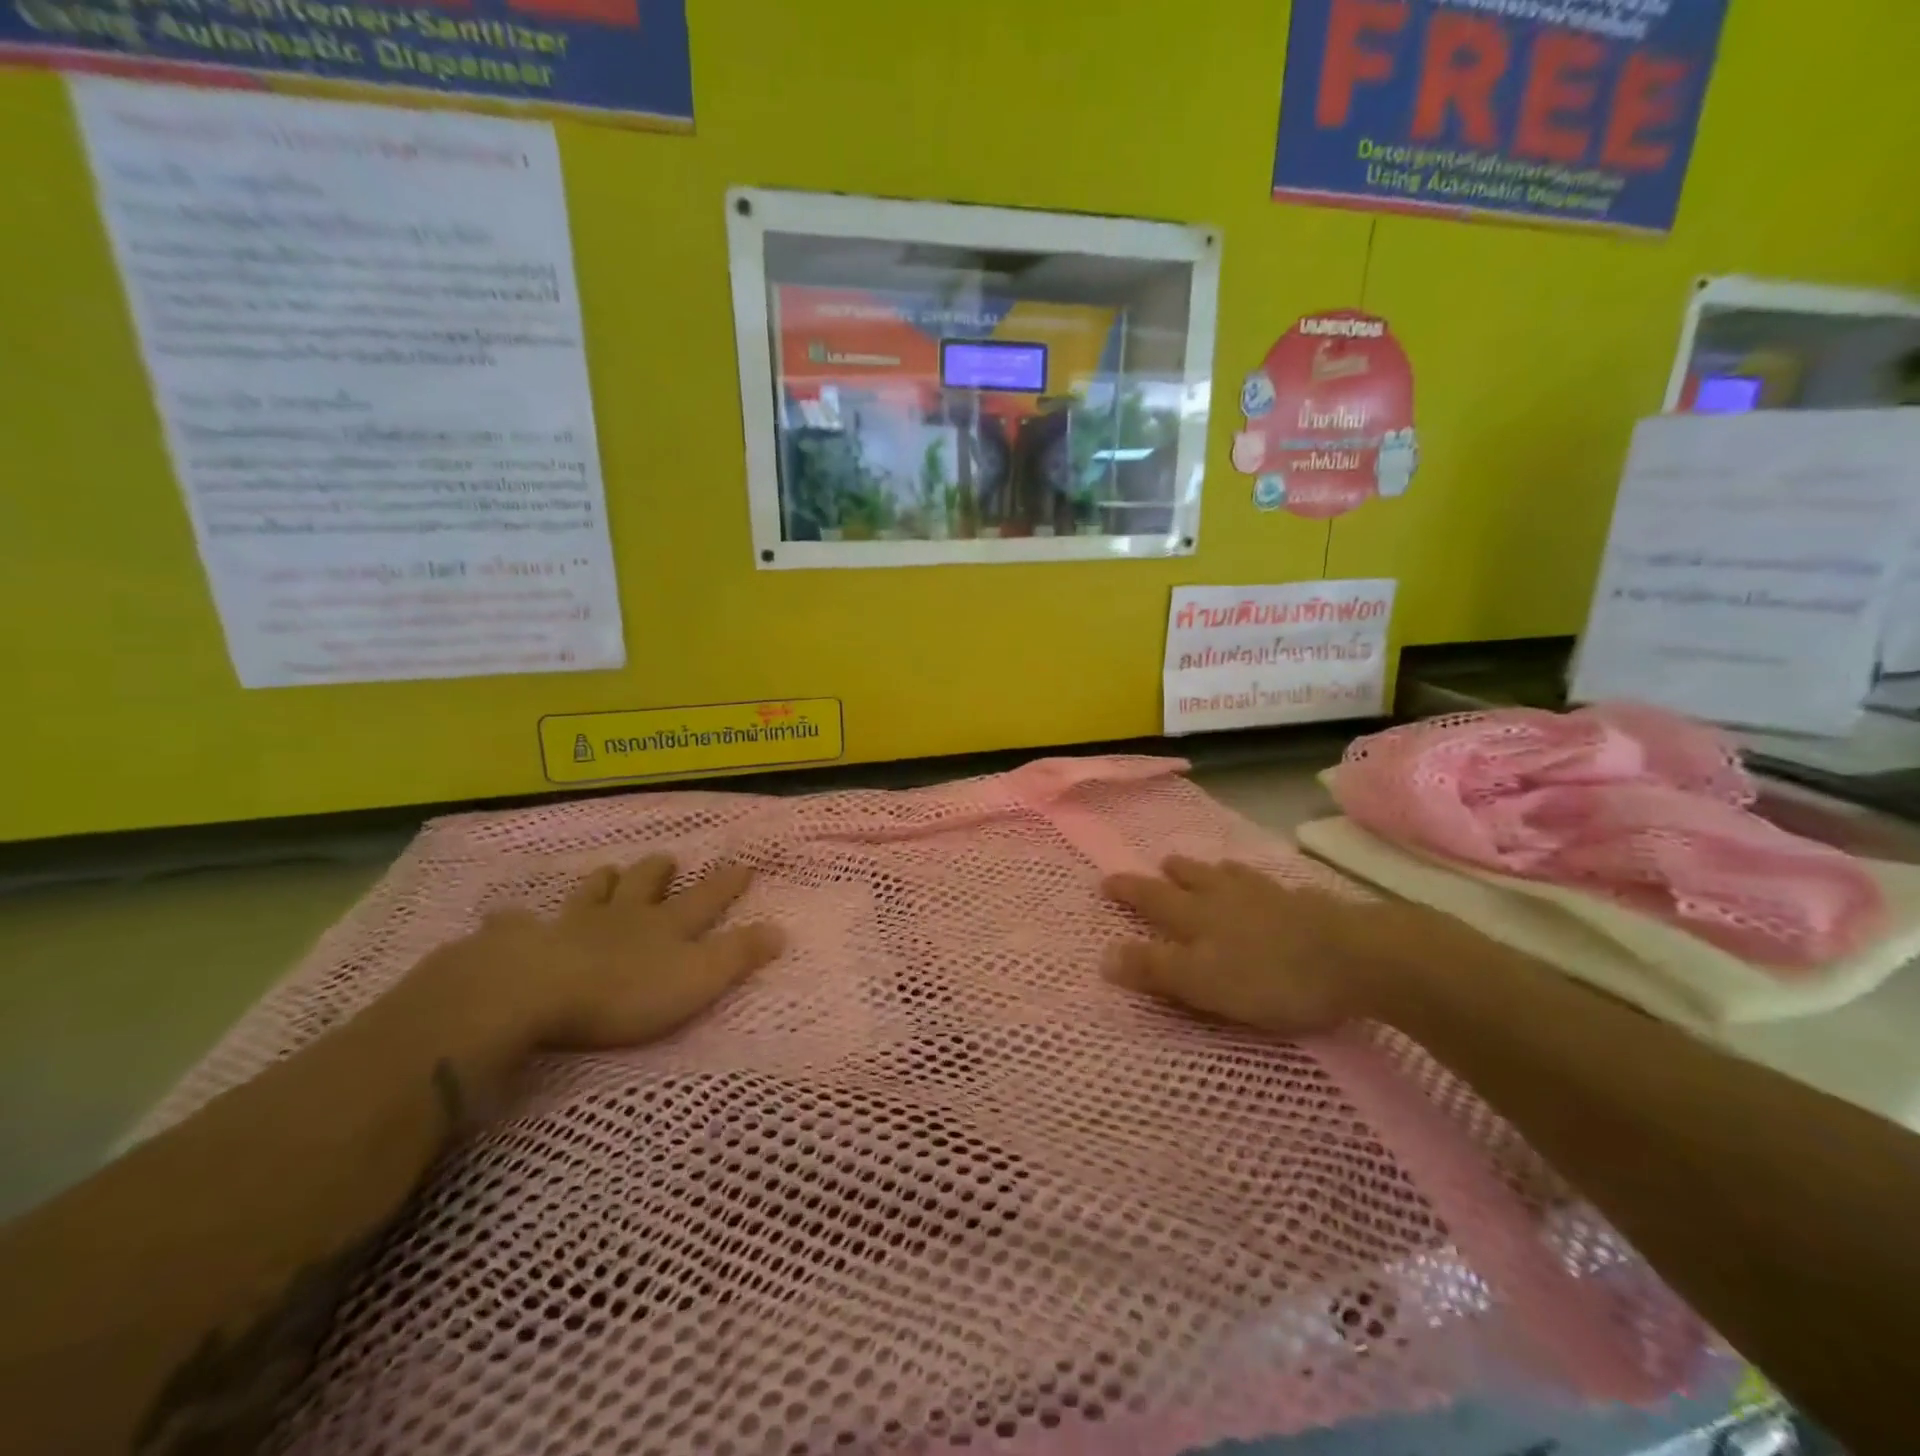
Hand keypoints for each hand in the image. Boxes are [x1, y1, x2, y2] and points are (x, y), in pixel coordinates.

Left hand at [431, 855, 784, 1057]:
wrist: (534, 992)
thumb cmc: (625, 992)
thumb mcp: (698, 978)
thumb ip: (739, 955)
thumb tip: (782, 930)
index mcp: (664, 926)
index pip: (705, 899)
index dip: (726, 882)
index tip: (743, 864)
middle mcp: (621, 917)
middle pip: (644, 886)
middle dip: (658, 872)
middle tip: (666, 858)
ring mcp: (569, 926)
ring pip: (590, 895)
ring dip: (602, 882)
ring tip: (607, 871)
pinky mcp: (520, 944)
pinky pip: (517, 925)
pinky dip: (517, 920)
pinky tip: (509, 917)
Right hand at [1101, 856, 1396, 1034]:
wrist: (1356, 957)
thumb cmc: (1270, 976)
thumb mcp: (1202, 981)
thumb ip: (1154, 969)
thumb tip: (1103, 955)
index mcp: (1197, 915)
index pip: (1152, 898)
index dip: (1128, 890)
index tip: (1107, 880)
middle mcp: (1228, 897)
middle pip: (1194, 878)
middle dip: (1173, 873)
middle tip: (1162, 865)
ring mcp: (1271, 897)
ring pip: (1234, 877)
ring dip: (1216, 871)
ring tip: (1212, 869)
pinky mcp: (1309, 905)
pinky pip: (1277, 887)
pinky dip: (1263, 886)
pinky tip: (1275, 891)